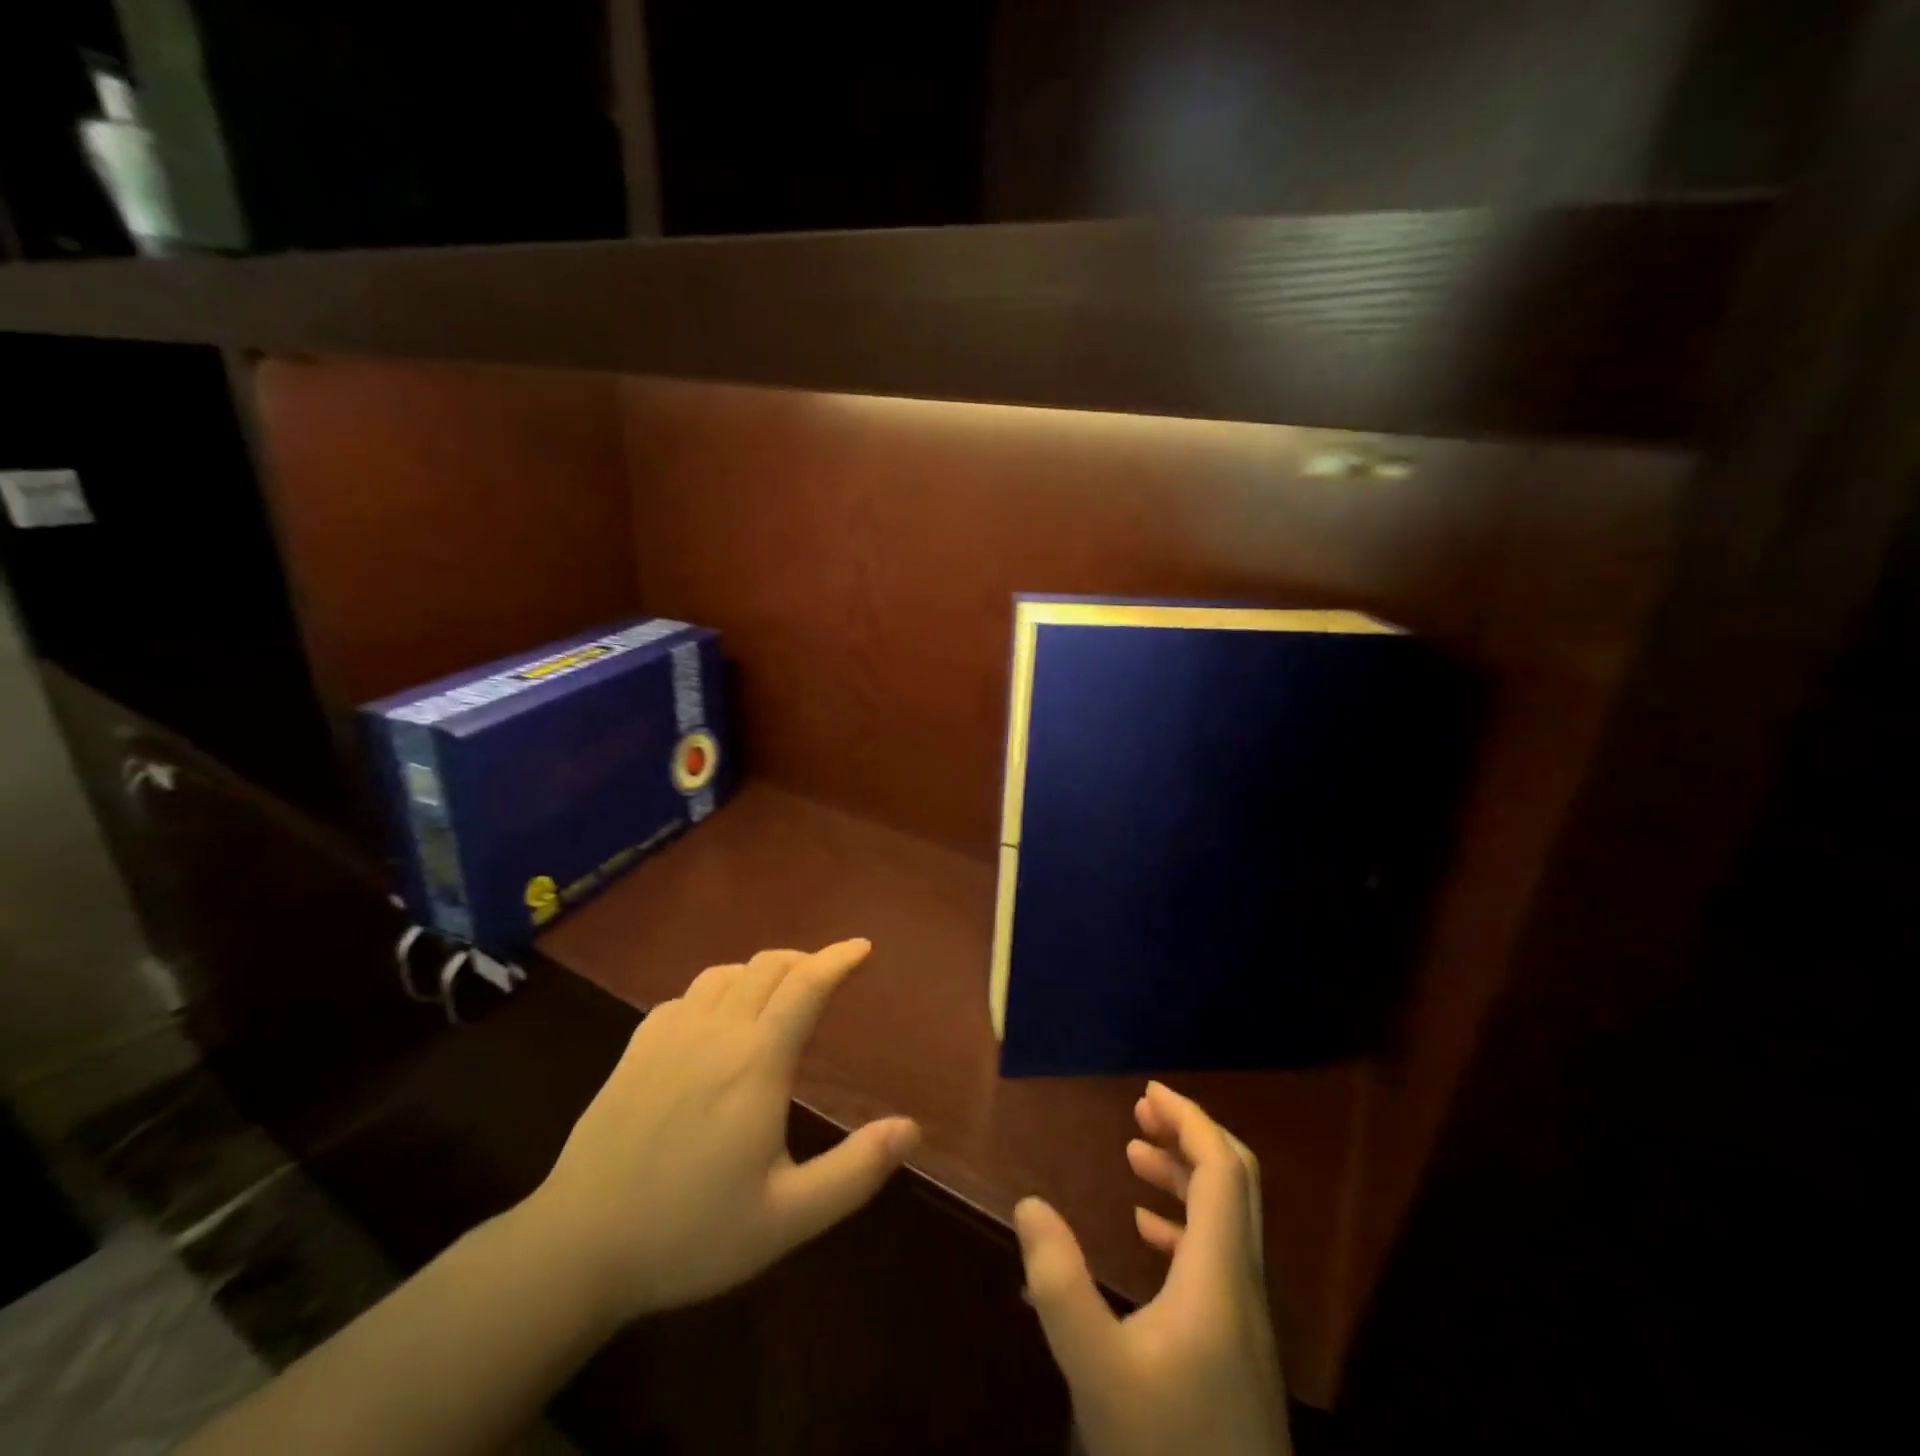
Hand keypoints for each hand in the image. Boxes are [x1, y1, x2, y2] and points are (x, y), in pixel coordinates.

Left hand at [522, 939, 919, 1326]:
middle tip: (829, 976)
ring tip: (779, 992)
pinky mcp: (636, 1048)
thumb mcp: (786, 1219)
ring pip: (725, 973)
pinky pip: (686, 995)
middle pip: (768, 966)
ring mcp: (669, 1035)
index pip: (806, 985)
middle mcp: (715, 1032)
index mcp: (756, 1061)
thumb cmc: (689, 1234)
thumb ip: (854, 1172)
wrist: (576, 1247)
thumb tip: (911, 1129)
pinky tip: (717, 1019)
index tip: (863, 947)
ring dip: (762, 971)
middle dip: (806, 960)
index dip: (839, 958)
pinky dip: (717, 990)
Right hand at [1014, 1082, 1291, 1455]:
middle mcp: (1244, 1285)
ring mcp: (1245, 1319)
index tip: (1147, 1092)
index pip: (1221, 1169)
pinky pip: (1217, 1256)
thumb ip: (1059, 1282)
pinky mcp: (1236, 1348)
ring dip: (1185, 1176)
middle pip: (1235, 1184)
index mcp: (1221, 1276)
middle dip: (1189, 1136)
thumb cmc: (1165, 1451)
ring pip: (1227, 1219)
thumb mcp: (1096, 1369)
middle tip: (1140, 1111)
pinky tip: (1146, 1231)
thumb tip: (1030, 1202)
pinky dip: (1185, 1223)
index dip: (1190, 1120)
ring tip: (1134, 1153)